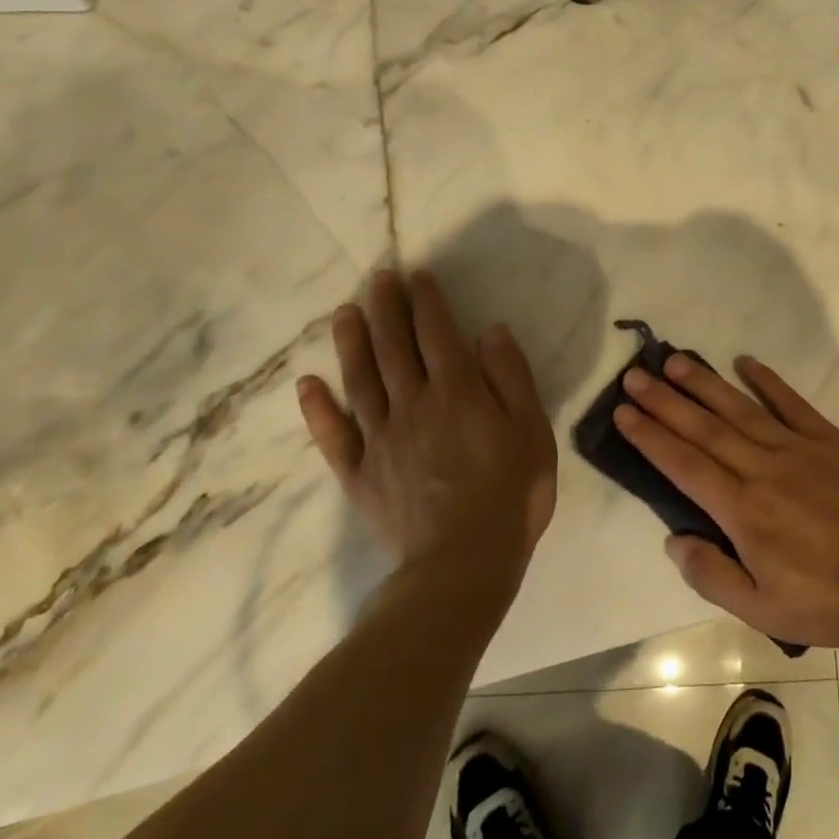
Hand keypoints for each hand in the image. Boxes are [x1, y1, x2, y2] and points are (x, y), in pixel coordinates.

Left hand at [296, 269, 555, 587]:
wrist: (463, 563)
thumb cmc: (511, 493)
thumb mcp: (531, 430)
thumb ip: (511, 377)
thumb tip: (491, 331)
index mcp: (458, 392)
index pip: (438, 334)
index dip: (427, 302)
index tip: (418, 275)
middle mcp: (413, 404)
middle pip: (394, 347)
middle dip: (386, 309)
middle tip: (378, 278)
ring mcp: (381, 438)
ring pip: (360, 380)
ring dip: (351, 343)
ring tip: (344, 312)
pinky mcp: (360, 473)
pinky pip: (333, 435)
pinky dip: (318, 408)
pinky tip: (307, 384)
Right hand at [614, 354, 838, 647]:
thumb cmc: (826, 599)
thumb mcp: (762, 609)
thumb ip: (712, 575)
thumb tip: (673, 539)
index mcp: (742, 510)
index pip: (683, 464)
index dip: (650, 436)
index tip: (624, 411)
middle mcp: (761, 468)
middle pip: (703, 428)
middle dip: (664, 401)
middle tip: (634, 376)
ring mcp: (796, 447)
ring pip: (739, 408)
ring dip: (704, 383)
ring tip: (674, 361)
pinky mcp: (827, 438)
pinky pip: (791, 402)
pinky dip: (767, 381)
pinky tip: (745, 362)